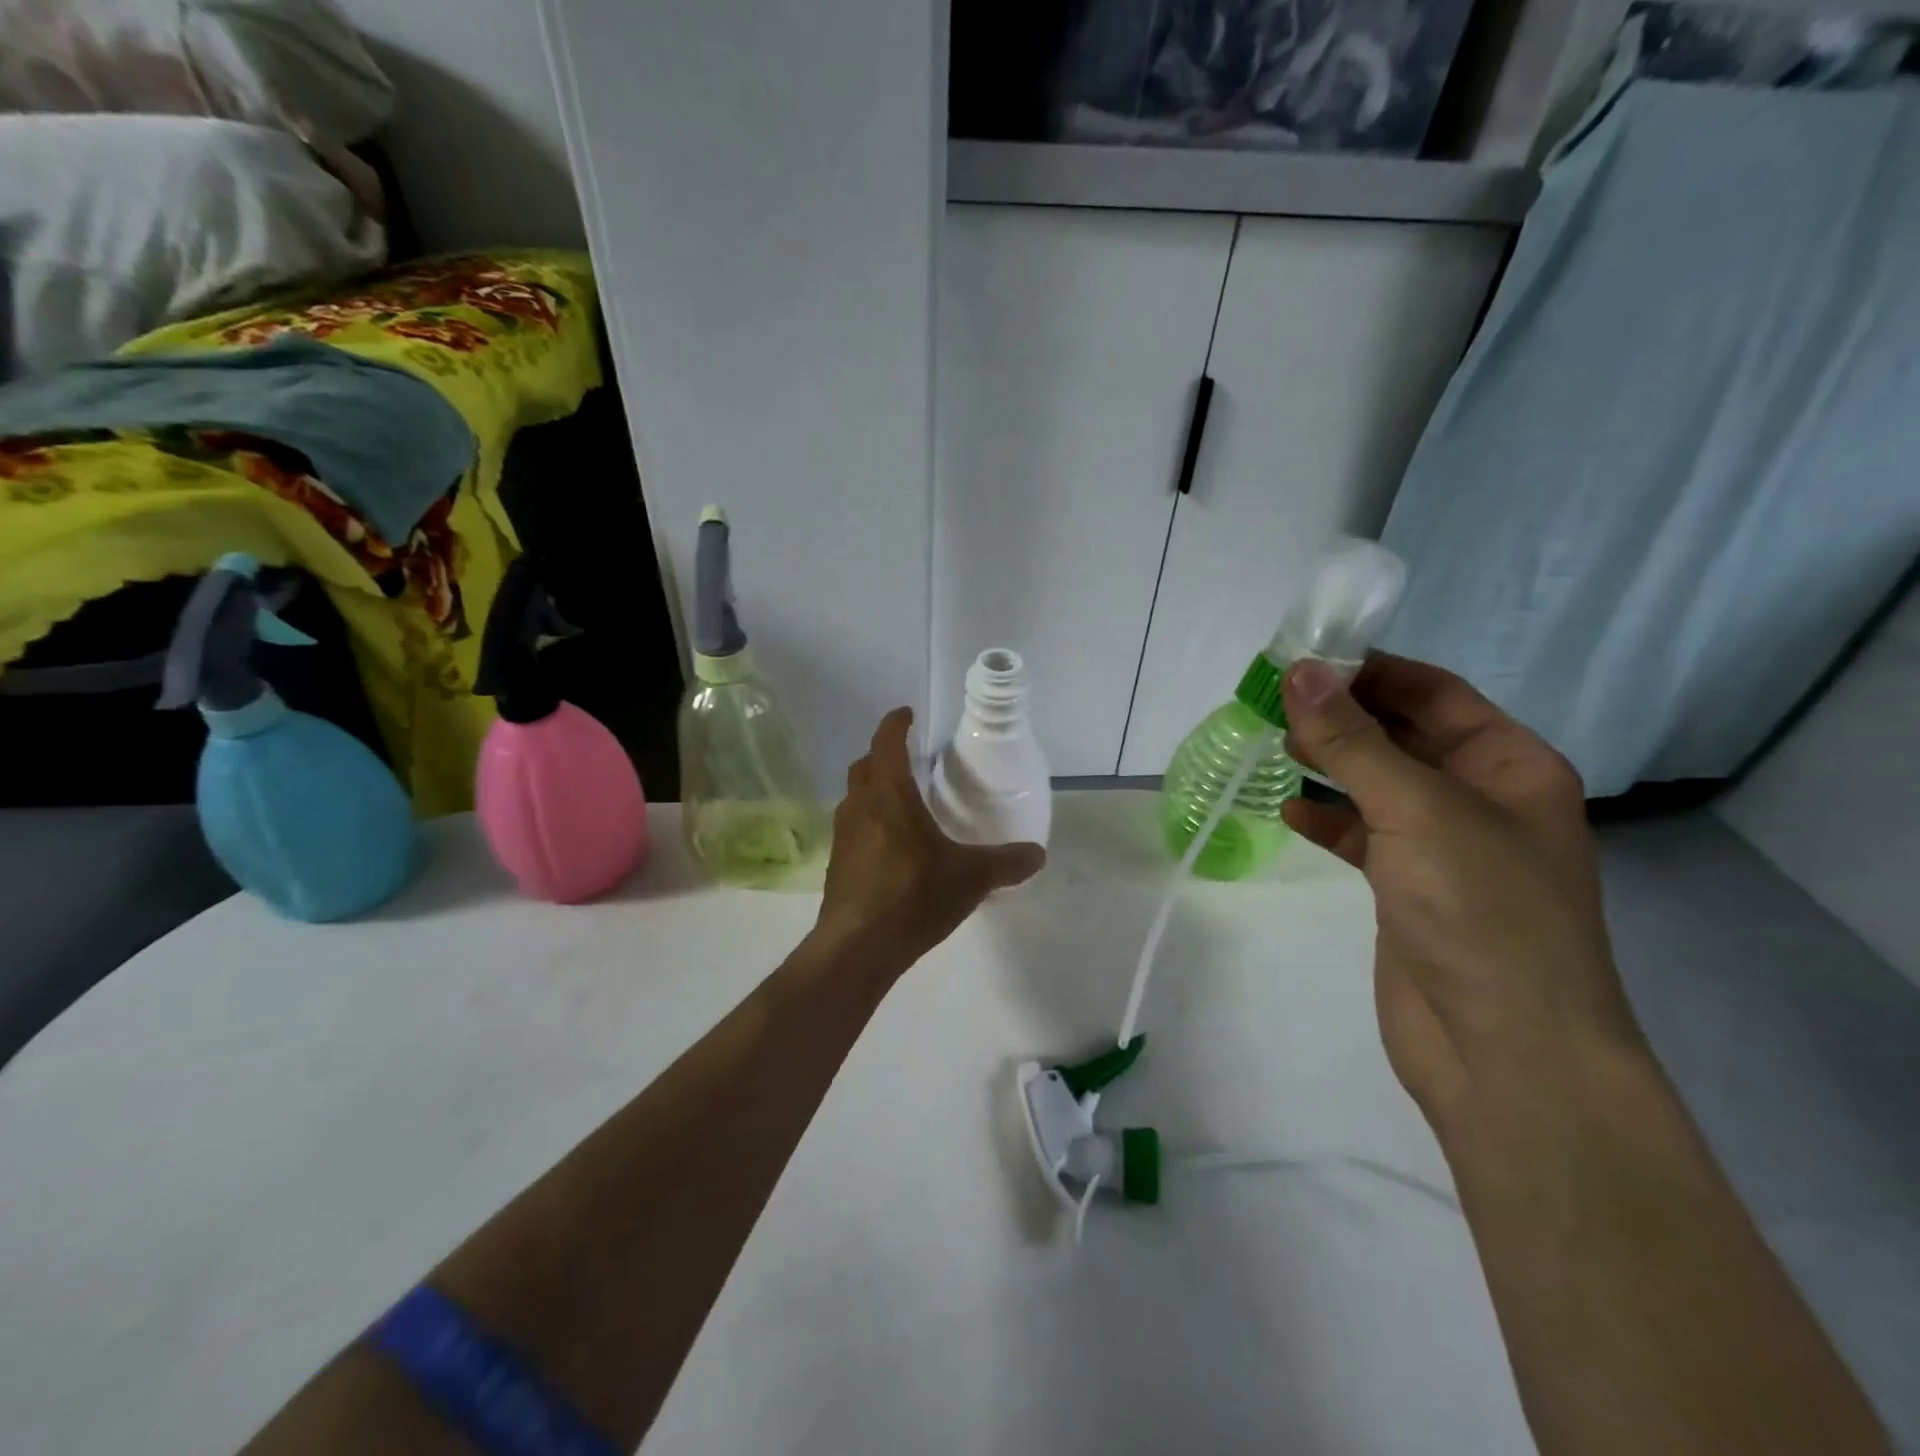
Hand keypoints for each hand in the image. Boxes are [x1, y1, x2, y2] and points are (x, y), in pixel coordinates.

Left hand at [815, 708, 1044, 974]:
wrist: (858, 947)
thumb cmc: (914, 895)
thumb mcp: (971, 878)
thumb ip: (1006, 862)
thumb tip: (1038, 854)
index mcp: (889, 795)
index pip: (887, 743)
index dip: (896, 724)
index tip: (906, 714)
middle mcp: (860, 807)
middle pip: (864, 766)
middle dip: (882, 755)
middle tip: (908, 760)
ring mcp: (843, 836)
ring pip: (855, 798)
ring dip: (873, 791)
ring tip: (901, 803)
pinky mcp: (837, 864)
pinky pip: (853, 828)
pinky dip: (869, 823)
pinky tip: (890, 848)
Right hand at [1279, 654, 1643, 1119]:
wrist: (1504, 1052)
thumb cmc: (1481, 912)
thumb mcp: (1416, 809)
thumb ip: (1352, 741)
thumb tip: (1299, 672)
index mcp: (1510, 765)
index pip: (1435, 693)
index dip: (1371, 670)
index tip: (1302, 658)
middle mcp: (1480, 798)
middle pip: (1402, 735)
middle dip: (1341, 715)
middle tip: (1272, 700)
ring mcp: (1444, 847)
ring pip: (1376, 784)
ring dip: (1328, 763)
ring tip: (1272, 744)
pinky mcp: (1408, 888)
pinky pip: (1362, 834)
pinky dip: (1326, 818)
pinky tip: (1287, 810)